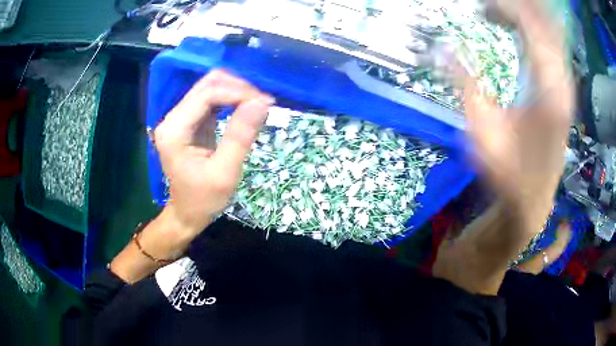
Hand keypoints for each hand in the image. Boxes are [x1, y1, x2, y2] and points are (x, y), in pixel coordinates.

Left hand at [154, 70, 274, 236]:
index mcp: (174, 130)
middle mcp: (173, 118)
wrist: (186, 213)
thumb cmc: (203, 200)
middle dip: (238, 88)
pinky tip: (245, 109)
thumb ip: (241, 136)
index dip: (238, 93)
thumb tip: (262, 102)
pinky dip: (231, 99)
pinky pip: (211, 100)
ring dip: (236, 91)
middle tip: (263, 103)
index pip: (207, 95)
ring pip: (210, 88)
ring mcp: (180, 118)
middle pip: (207, 85)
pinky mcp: (189, 121)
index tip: (266, 103)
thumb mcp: (225, 173)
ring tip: (257, 105)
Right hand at [433, 0, 573, 294]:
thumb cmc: (507, 173)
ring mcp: (565, 86)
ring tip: (501, 9)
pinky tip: (520, 27)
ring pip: (552, 34)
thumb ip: (465, 84)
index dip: (508, 7)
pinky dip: (536, 31)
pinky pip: (553, 48)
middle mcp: (562, 83)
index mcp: (547, 90)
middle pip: (546, 24)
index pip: (531, 28)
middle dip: (521, 6)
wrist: (532, 199)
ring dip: (529, 15)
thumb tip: (440, 49)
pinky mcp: (563, 91)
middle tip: (492, 3)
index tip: (483, 3)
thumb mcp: (482, 131)